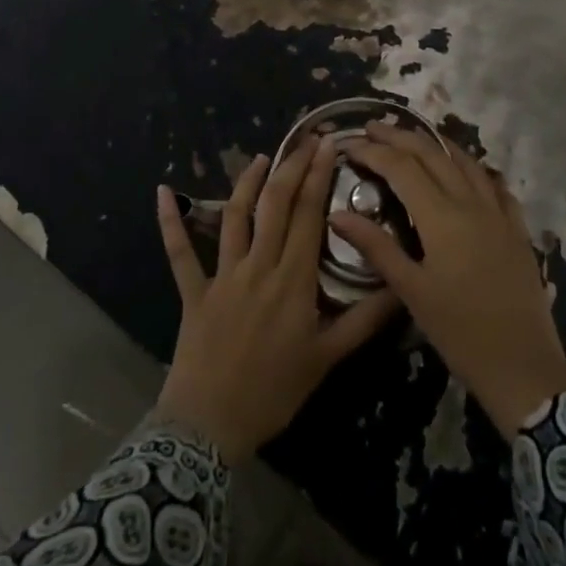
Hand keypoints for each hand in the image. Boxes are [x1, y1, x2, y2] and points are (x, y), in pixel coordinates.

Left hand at [155, 139, 399, 463]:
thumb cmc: (274, 392)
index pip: (309, 215)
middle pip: (276, 205)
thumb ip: (364, 320)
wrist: (211, 425)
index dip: (319, 176)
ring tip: (260, 157)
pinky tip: (163, 192)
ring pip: (235, 217)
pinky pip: (179, 252)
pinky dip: (171, 222)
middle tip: (305, 140)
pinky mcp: (193, 291)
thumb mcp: (327, 359)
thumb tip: (401, 287)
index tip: (329, 145)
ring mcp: (222, 275)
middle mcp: (259, 266)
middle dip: (292, 167)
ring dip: (247, 182)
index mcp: (293, 280)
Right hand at [331, 124, 565, 438]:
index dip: (374, 151)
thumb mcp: (411, 291)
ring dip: (436, 144)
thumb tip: (337, 213)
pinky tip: (467, 169)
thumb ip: (376, 247)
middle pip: (432, 154)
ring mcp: (499, 213)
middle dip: (400, 136)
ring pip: (465, 162)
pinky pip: (494, 184)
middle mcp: (471, 203)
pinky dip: (474, 168)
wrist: (524, 366)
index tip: (349, 144)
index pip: (402, 168)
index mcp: (442, 217)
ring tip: (413, 137)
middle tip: (373, 127)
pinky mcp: (517, 229)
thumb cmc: (460, 332)